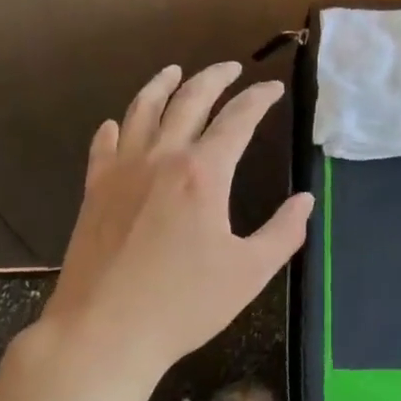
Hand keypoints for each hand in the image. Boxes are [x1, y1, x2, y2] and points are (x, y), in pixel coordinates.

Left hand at [46, 62, 313, 380]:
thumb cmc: (183, 305)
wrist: (103, 333)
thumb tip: (305, 201)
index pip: (237, 119)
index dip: (259, 99)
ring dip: (162, 85)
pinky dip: (117, 126)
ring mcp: (122, 171)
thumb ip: (283, 232)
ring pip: (142, 110)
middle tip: (231, 67)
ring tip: (174, 71)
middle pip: (189, 100)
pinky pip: (105, 145)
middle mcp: (162, 158)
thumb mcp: (249, 272)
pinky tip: (119, 123)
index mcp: (203, 173)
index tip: (273, 89)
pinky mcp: (95, 190)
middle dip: (214, 77)